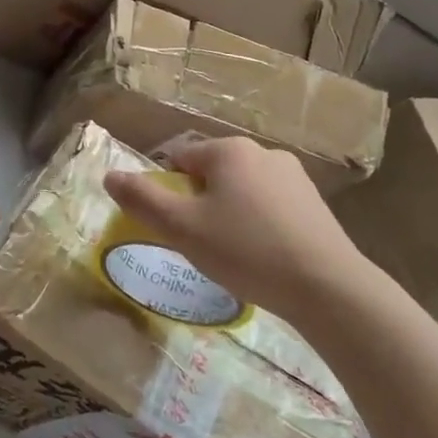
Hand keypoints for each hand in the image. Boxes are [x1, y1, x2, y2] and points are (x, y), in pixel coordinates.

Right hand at [103, 136, 371, 329]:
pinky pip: (269, 207)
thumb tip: (110, 175)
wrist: (327, 287)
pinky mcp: (314, 203)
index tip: (173, 227)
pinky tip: (262, 257)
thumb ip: (142, 200)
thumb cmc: (246, 251)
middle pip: (211, 174)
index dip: (168, 192)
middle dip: (199, 204)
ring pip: (241, 191)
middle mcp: (263, 152)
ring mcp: (294, 177)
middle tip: (199, 244)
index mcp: (229, 150)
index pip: (179, 159)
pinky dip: (258, 225)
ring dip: (228, 214)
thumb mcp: (182, 228)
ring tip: (232, 254)